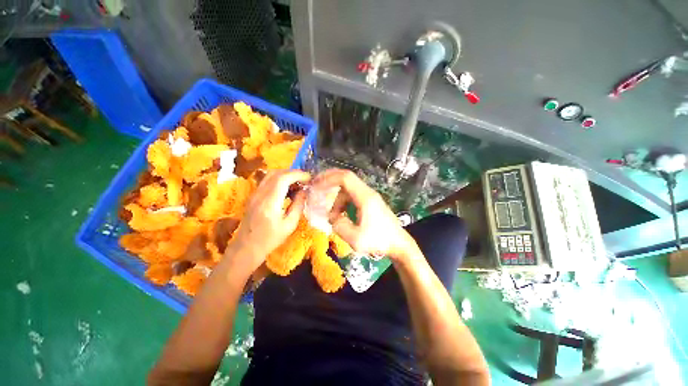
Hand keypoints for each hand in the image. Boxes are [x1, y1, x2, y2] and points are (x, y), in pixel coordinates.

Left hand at [229, 170, 310, 272]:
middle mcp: (260, 194)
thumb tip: (305, 190)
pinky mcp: (253, 195)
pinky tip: (287, 189)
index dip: (298, 175)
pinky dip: (279, 180)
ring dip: (286, 175)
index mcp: (269, 203)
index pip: (283, 179)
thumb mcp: (290, 224)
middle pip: (277, 173)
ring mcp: (254, 194)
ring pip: (271, 175)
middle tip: (305, 180)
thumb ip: (298, 205)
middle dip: (293, 173)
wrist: (246, 248)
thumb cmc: (270, 239)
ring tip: (298, 184)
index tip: (309, 178)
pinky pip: (267, 181)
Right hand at [311, 169, 417, 260]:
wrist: (398, 244)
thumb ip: (339, 226)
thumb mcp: (355, 239)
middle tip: (316, 187)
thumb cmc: (379, 241)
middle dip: (330, 181)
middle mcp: (367, 192)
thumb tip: (332, 217)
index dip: (329, 179)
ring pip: (348, 189)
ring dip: (336, 198)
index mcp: (365, 197)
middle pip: (346, 178)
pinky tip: (340, 214)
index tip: (316, 185)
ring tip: (332, 215)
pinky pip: (352, 196)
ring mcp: (369, 196)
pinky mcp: (370, 202)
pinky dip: (342, 202)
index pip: (345, 178)